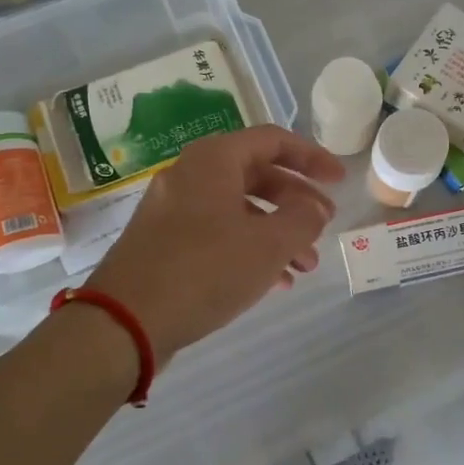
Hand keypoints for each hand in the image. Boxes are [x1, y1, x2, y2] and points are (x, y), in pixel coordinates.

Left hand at [85, 125, 343, 361]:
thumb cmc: (205, 270)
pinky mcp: (165, 243)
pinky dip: (250, 248)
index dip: (312, 158)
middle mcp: (191, 175)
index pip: (274, 141)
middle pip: (258, 175)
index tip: (339, 181)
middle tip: (326, 225)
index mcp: (214, 160)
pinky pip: (218, 233)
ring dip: (278, 232)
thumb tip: (314, 208)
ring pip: (240, 209)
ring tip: (307, 266)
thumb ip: (303, 219)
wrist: (124, 323)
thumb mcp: (269, 244)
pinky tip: (275, 281)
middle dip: (297, 202)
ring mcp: (173, 210)